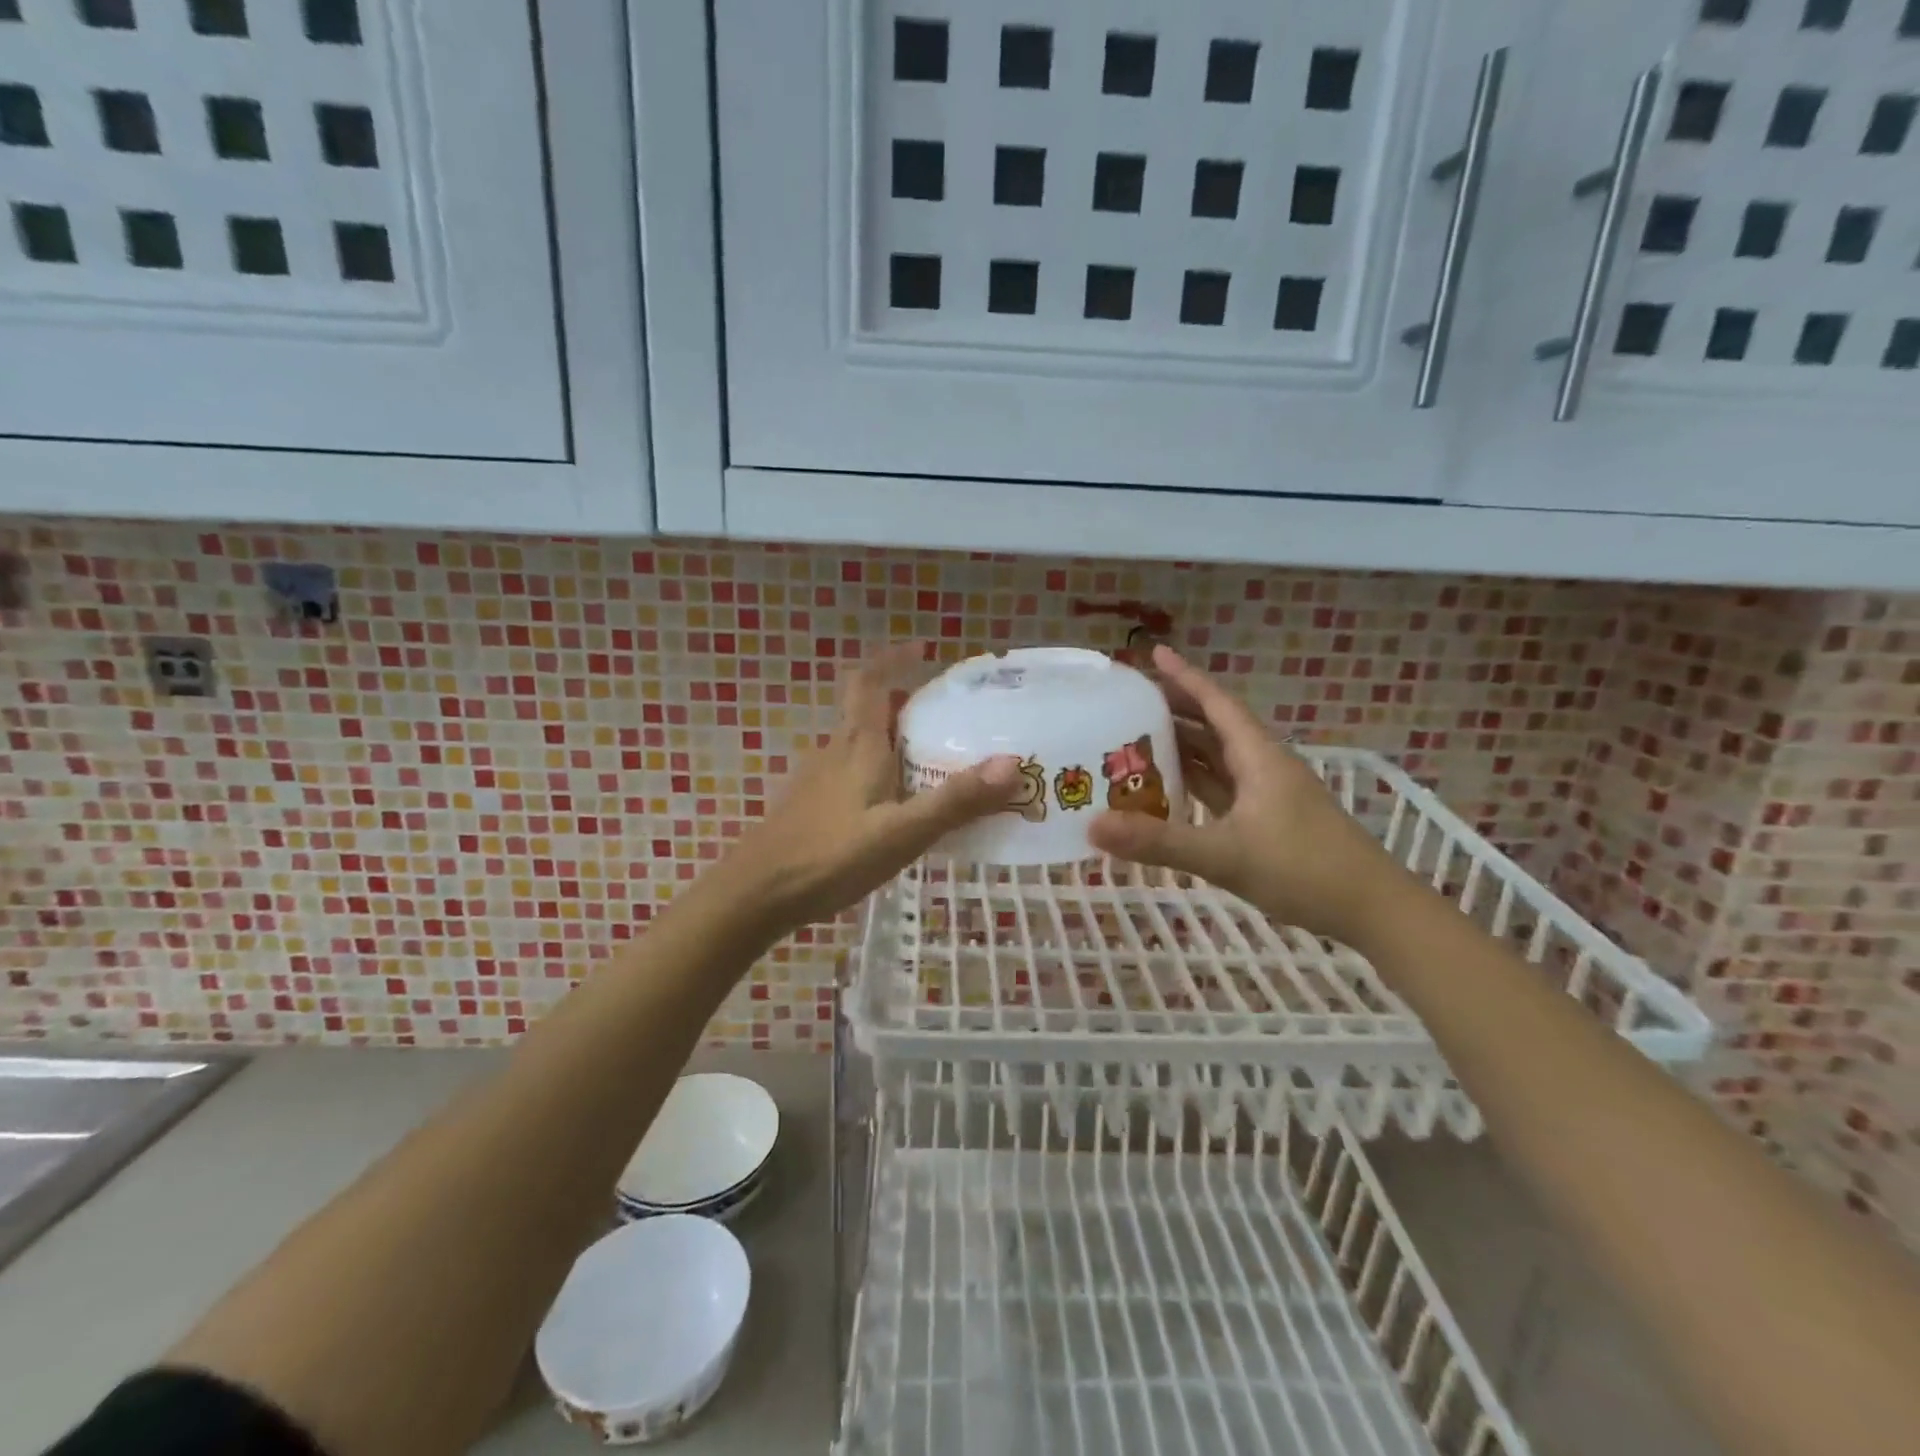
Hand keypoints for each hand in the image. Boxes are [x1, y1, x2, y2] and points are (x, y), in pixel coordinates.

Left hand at [717, 643, 1019, 934]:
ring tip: (931, 763)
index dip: (893, 658)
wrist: (757, 894)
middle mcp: (835, 751)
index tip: (923, 649)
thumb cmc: (832, 856)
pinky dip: (877, 772)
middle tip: (947, 718)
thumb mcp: (903, 832)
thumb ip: (956, 801)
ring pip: (859, 744)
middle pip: (868, 711)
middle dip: (904, 703)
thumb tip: (1013, 763)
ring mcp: (817, 778)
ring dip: (892, 740)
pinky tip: (893, 807)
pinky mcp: (809, 805)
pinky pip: (850, 772)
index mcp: (858, 745)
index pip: (870, 681)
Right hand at [1087, 645, 1413, 949]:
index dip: (1184, 677)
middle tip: (1129, 702)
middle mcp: (1262, 765)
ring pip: (1217, 758)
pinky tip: (1167, 790)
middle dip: (1174, 709)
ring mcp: (1267, 794)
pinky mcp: (1267, 819)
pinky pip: (1221, 788)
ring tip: (1135, 740)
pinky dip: (1193, 782)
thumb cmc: (1304, 870)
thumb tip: (1092, 825)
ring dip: (1182, 746)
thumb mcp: (1225, 855)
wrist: (1372, 909)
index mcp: (1258, 756)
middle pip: (1214, 725)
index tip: (1152, 654)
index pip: (1216, 703)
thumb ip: (1159, 842)